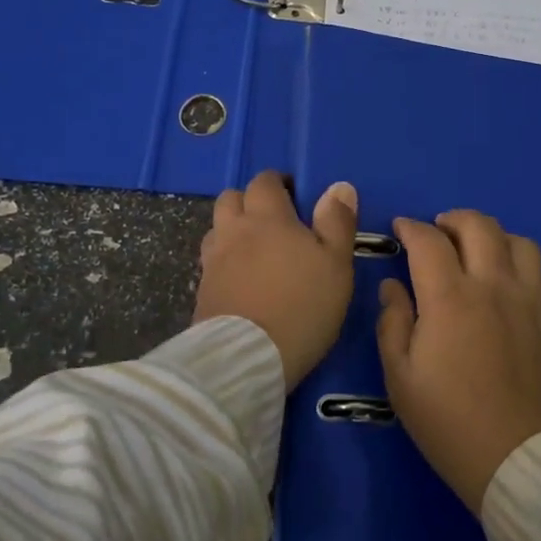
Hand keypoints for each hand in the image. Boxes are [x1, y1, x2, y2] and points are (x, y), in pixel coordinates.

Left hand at [193, 170, 357, 389]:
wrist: (248, 359)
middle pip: (231, 198)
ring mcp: (212, 261)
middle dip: (250, 201)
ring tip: (255, 250)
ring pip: (217, 229)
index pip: (264, 181)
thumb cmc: (302, 305)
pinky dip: (224, 262)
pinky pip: (211, 262)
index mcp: (267, 217)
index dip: (278, 183)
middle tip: (273, 221)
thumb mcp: (336, 264)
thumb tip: (339, 186)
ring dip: (232, 230)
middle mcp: (234, 231)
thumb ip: (337, 222)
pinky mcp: (201, 291)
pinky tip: (240, 280)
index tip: (296, 197)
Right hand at [376, 210, 540, 514]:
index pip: (428, 241)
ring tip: (478, 251)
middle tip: (438, 231)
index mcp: (450, 297)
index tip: (400, 228)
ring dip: (494, 236)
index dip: (411, 228)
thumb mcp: (400, 378)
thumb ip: (393, 323)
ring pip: (519, 242)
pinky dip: (523, 266)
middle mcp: (493, 285)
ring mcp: (530, 301)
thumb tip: (393, 286)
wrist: (521, 462)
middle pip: (479, 226)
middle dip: (453, 219)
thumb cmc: (450, 423)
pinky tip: (511, 283)